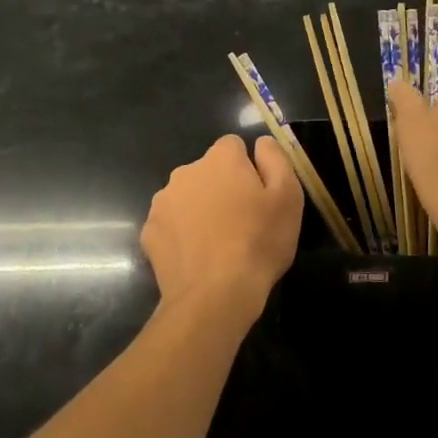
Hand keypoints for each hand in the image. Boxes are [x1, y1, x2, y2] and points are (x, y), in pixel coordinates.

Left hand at [142, 134, 302, 312]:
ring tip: (218, 243)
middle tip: (241, 222)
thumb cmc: (258, 242)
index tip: (258, 195)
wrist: (214, 295)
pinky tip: (196, 257)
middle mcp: (185, 172)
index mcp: (220, 160)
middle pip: (208, 171)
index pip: (233, 145)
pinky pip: (170, 224)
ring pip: (187, 197)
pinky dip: (181, 234)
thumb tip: (261, 143)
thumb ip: (275, 159)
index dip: (247, 167)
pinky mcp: (149, 232)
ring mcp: (162, 202)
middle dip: (222, 188)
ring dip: (199, 209)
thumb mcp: (288, 197)